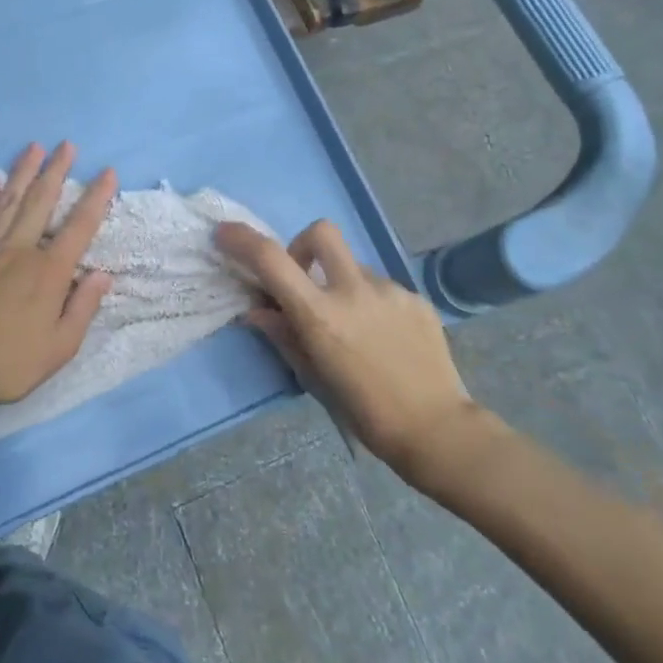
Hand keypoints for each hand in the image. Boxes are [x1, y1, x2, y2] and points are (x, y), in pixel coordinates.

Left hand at [0, 142, 116, 413]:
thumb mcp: (60, 347)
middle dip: (56, 170)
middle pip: (41, 201)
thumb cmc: (9, 362)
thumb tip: (102, 274)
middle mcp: (19, 249)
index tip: (107, 172)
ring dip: (22, 172)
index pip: (80, 226)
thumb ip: (83, 307)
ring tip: (33, 147)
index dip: (96, 197)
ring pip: (8, 200)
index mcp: (49, 271)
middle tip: (66, 145)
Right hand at [215, 219, 483, 475]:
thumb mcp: (313, 377)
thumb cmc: (364, 412)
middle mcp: (354, 291)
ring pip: (354, 266)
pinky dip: (371, 303)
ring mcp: (390, 291)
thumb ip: (283, 335)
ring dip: (341, 284)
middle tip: (303, 278)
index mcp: (321, 315)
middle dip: (302, 244)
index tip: (225, 234)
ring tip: (354, 327)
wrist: (437, 430)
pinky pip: (382, 288)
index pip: (272, 260)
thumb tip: (256, 310)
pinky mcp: (416, 298)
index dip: (242, 240)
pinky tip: (383, 338)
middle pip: (321, 232)